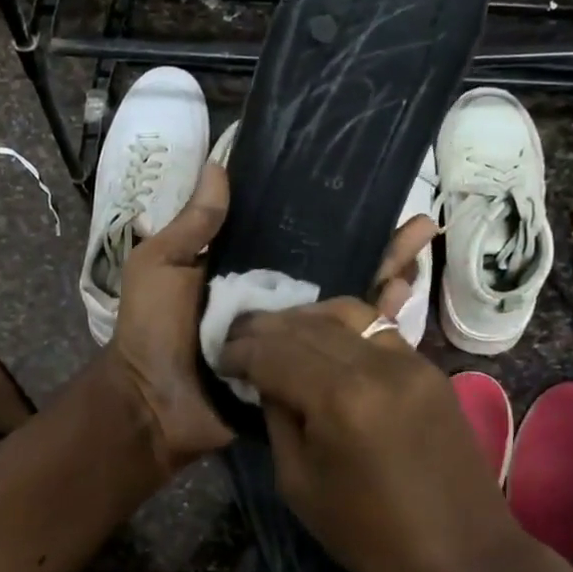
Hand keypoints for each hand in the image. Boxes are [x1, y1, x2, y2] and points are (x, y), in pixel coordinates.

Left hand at [106, 174, 445, 477]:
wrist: (154, 406)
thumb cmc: (151, 331)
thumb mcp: (160, 266)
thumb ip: (193, 225)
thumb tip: (219, 165)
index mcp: (244, 273)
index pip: (297, 238)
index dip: (330, 219)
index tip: (367, 194)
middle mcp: (277, 300)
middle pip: (334, 267)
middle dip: (375, 245)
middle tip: (418, 224)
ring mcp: (294, 337)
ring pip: (348, 303)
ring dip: (385, 277)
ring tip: (421, 251)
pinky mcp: (305, 371)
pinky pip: (343, 347)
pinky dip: (375, 325)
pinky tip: (405, 300)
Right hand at [217, 298, 520, 571]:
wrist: (463, 557)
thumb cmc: (371, 536)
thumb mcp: (299, 483)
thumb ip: (278, 419)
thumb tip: (267, 381)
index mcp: (338, 398)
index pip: (273, 352)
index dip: (240, 351)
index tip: (220, 357)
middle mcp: (375, 364)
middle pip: (305, 325)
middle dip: (264, 327)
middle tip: (237, 335)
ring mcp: (409, 360)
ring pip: (345, 313)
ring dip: (303, 317)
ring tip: (276, 331)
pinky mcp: (429, 368)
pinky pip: (377, 329)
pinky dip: (342, 327)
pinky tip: (322, 339)